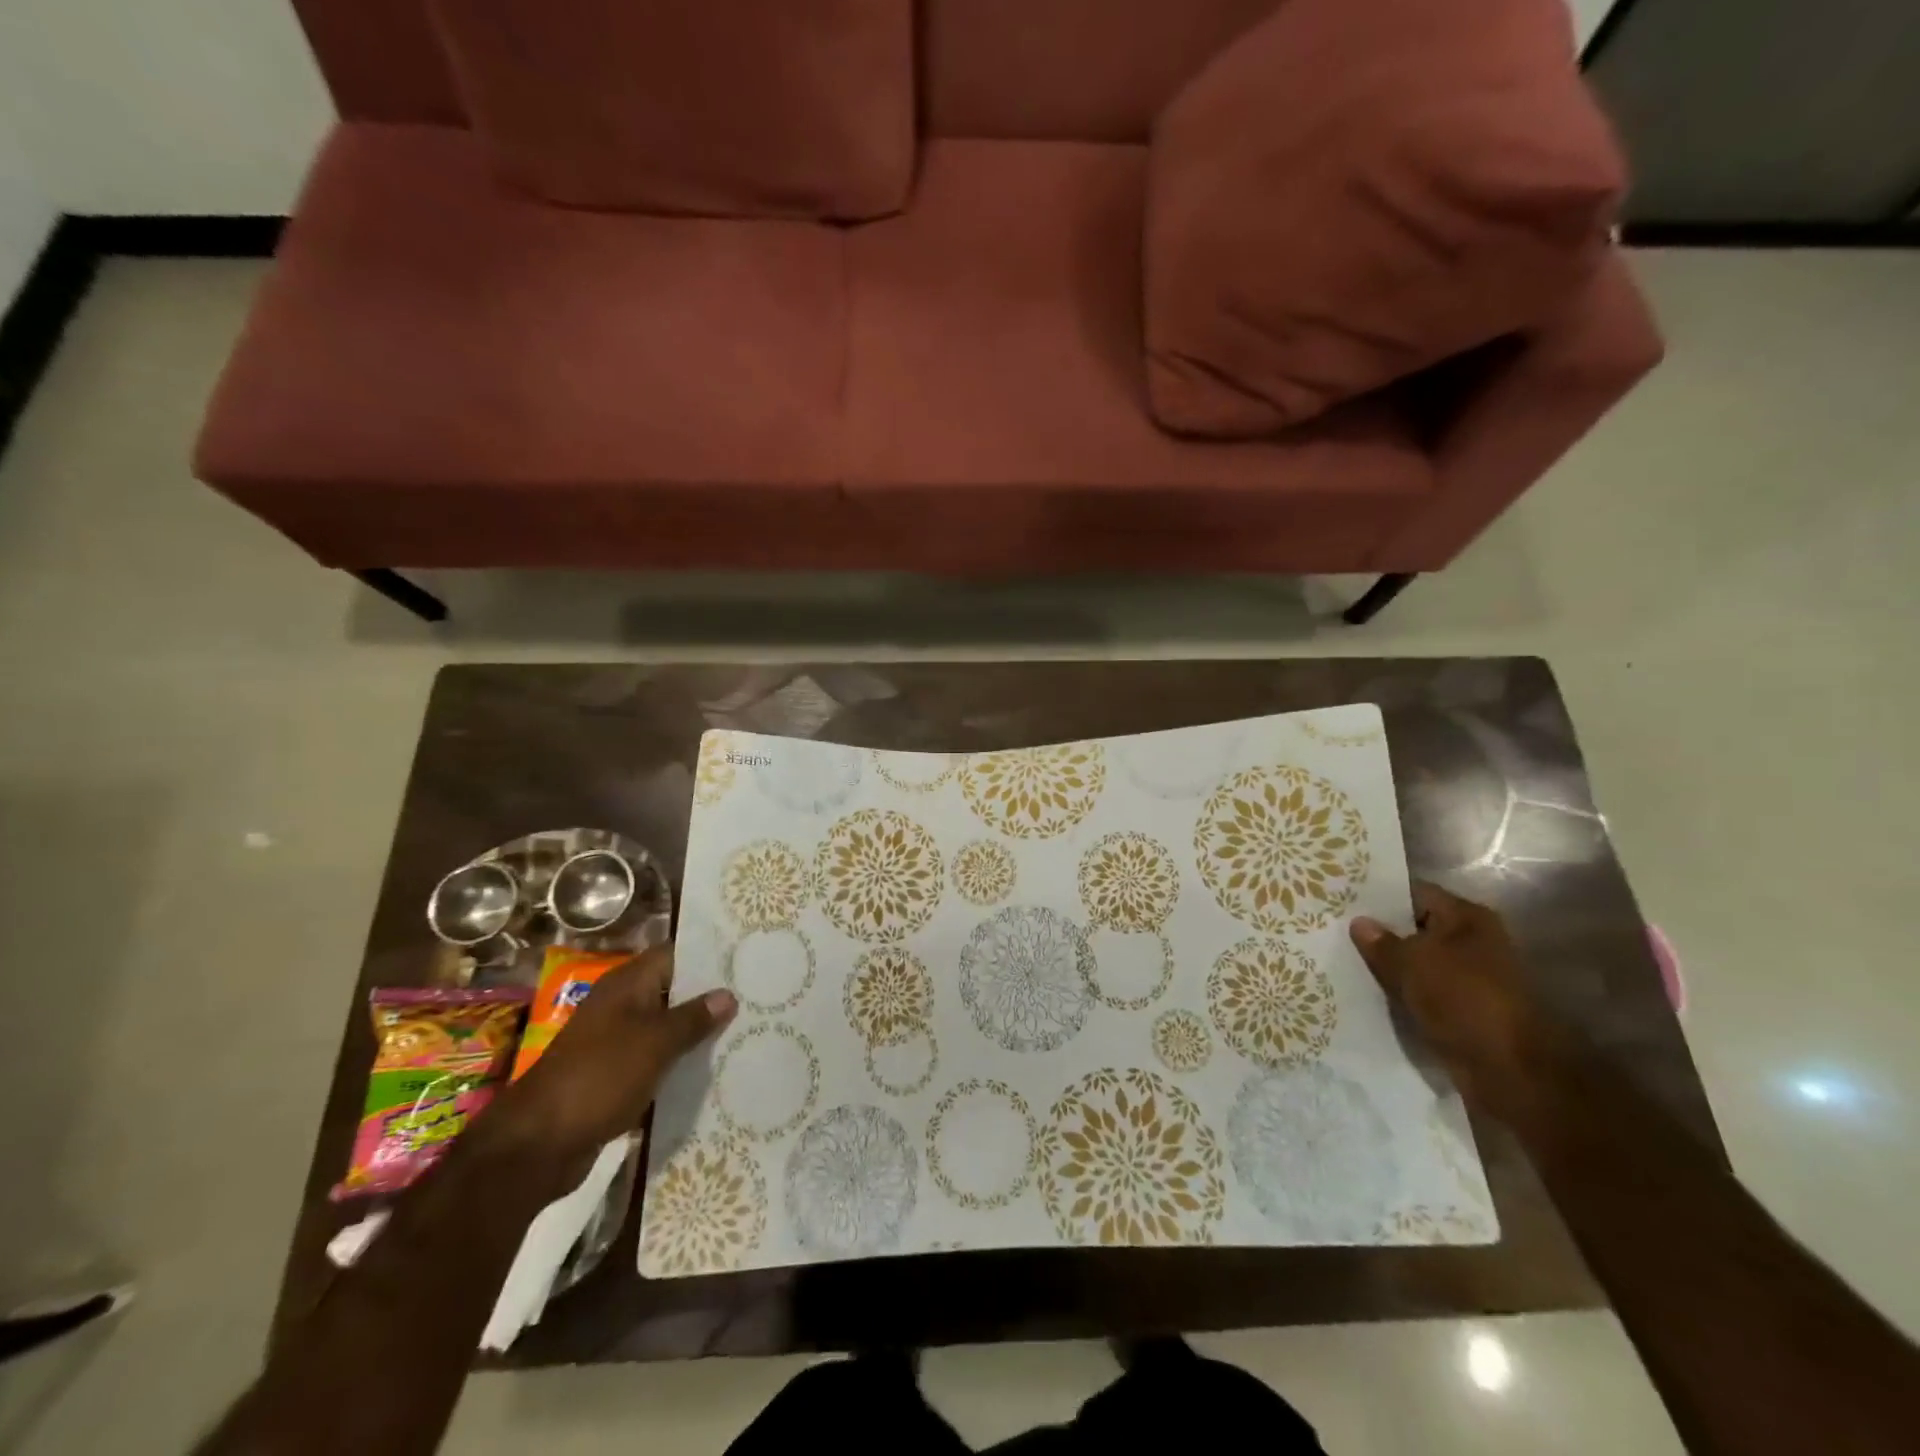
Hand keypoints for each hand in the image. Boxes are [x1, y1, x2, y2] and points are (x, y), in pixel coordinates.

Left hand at [491, 947, 735, 1174]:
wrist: (538, 1144)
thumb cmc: (600, 1077)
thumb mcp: (655, 1042)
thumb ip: (693, 1017)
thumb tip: (728, 994)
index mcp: (626, 985)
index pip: (675, 955)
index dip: (709, 956)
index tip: (746, 960)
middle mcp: (621, 1006)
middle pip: (673, 991)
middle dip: (710, 996)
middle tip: (756, 997)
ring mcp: (616, 1042)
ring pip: (666, 1028)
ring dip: (697, 1033)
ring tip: (745, 1031)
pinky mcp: (615, 1075)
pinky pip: (656, 1059)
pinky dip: (680, 1062)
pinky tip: (713, 1069)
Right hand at [1350, 883, 1558, 1116]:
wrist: (1510, 1070)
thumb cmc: (1463, 999)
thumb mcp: (1412, 963)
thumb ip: (1381, 942)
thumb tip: (1359, 923)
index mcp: (1467, 917)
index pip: (1414, 893)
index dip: (1379, 896)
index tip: (1342, 899)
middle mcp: (1472, 941)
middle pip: (1415, 928)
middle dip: (1379, 932)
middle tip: (1334, 929)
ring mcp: (1469, 978)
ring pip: (1417, 963)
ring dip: (1388, 966)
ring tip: (1342, 959)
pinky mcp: (1463, 1010)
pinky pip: (1422, 992)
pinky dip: (1400, 993)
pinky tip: (1365, 991)